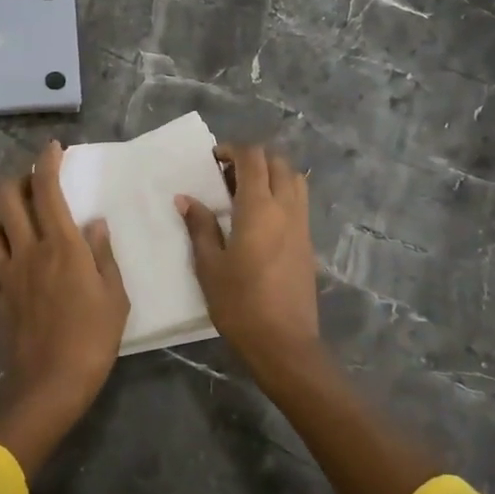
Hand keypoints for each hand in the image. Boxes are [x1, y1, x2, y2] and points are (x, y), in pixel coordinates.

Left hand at [0, 140, 128, 478]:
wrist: (49, 385)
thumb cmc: (92, 339)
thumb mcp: (114, 296)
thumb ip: (103, 254)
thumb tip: (95, 223)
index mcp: (60, 245)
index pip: (47, 189)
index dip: (47, 162)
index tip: (53, 148)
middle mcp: (26, 250)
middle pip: (6, 196)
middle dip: (17, 179)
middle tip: (33, 184)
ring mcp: (3, 273)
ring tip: (13, 223)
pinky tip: (4, 259)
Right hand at [177, 144, 321, 382]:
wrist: (284, 343)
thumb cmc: (240, 303)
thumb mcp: (210, 266)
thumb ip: (200, 227)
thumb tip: (186, 198)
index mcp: (259, 208)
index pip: (253, 158)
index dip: (232, 150)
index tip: (213, 160)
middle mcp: (286, 208)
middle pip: (277, 162)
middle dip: (253, 159)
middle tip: (227, 175)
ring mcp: (302, 225)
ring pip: (294, 179)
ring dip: (271, 174)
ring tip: (245, 192)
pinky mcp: (308, 243)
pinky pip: (298, 202)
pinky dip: (282, 193)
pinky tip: (260, 217)